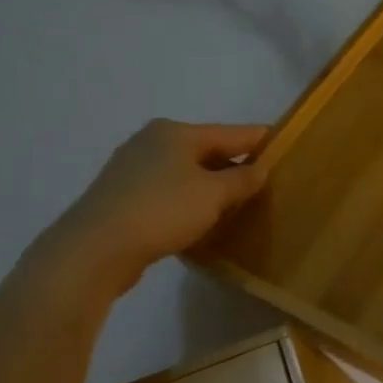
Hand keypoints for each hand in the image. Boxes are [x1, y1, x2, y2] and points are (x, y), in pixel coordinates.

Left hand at [36, 119, 269, 299]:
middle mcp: (152, 142)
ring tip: (238, 204)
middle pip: (208, 151)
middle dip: (236, 166)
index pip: (233, 133)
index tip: (286, 147)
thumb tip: (260, 169)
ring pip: (187, 173)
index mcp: (176, 132)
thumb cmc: (162, 210)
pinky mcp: (122, 196)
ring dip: (212, 186)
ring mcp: (132, 169)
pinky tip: (201, 218)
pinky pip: (169, 192)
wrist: (95, 249)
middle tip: (266, 183)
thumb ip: (242, 180)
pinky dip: (189, 201)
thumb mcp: (214, 194)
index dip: (261, 141)